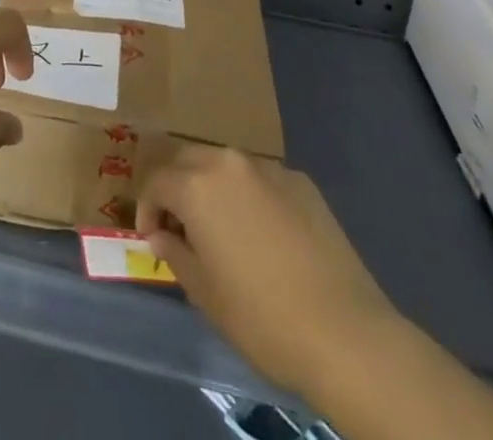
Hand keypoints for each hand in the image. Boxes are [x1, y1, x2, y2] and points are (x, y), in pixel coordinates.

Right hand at [137, 146, 399, 399]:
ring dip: (213, 187)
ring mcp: (268, 168)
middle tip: (180, 226)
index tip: (153, 238)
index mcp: (197, 185)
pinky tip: (264, 234)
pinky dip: (250, 196)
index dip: (147, 208)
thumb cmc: (261, 317)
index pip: (156, 181)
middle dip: (176, 187)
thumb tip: (163, 235)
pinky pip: (261, 179)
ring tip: (221, 227)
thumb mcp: (205, 294)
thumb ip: (175, 254)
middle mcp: (228, 163)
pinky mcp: (301, 181)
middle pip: (188, 160)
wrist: (345, 332)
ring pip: (225, 165)